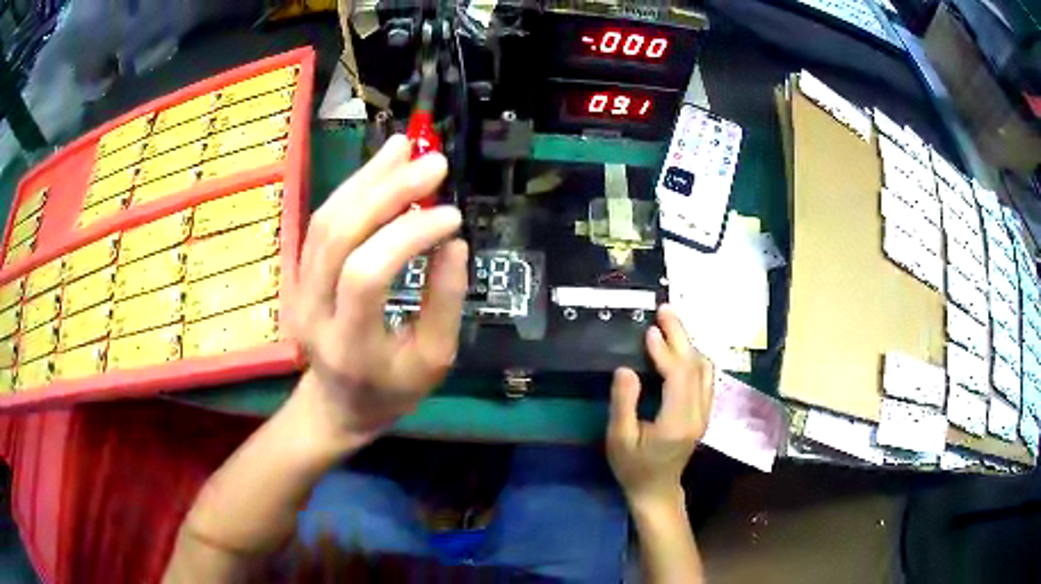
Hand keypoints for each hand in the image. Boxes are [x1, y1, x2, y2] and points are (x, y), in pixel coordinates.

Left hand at [289, 135, 468, 439]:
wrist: (337, 404)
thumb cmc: (391, 390)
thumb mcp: (433, 360)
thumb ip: (445, 303)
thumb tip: (453, 243)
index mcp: (349, 344)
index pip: (367, 275)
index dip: (408, 236)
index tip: (452, 216)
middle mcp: (313, 310)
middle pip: (339, 235)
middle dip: (387, 191)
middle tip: (432, 162)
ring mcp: (299, 288)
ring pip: (325, 219)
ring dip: (367, 178)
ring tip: (405, 147)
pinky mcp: (298, 273)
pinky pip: (322, 221)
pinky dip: (353, 188)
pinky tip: (380, 166)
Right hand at [606, 305, 714, 513]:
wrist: (657, 490)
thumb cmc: (633, 468)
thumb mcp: (619, 439)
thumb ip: (624, 403)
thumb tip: (626, 369)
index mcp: (677, 422)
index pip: (679, 376)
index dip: (666, 351)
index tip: (650, 331)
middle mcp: (698, 413)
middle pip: (695, 366)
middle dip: (681, 336)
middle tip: (665, 310)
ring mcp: (705, 412)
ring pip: (705, 369)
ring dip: (689, 343)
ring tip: (670, 324)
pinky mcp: (704, 412)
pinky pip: (706, 377)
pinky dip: (694, 357)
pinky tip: (681, 348)